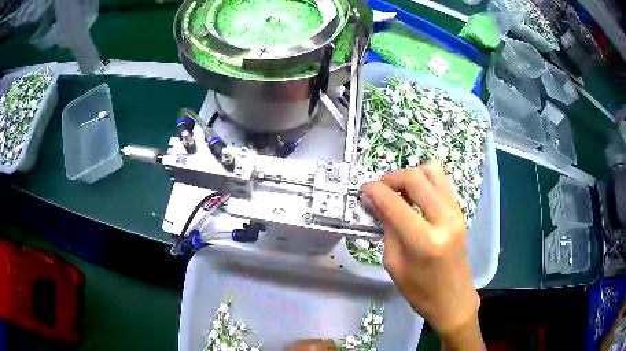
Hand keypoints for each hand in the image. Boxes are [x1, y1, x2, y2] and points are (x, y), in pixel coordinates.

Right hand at [361, 163, 482, 347]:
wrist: (454, 299)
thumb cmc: (420, 291)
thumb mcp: (395, 264)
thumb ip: (388, 229)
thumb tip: (376, 201)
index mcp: (425, 241)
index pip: (395, 204)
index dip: (376, 191)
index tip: (364, 189)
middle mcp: (444, 219)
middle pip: (416, 178)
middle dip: (392, 178)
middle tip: (379, 189)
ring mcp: (456, 213)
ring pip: (432, 172)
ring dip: (411, 175)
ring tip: (398, 191)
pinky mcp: (460, 212)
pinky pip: (441, 182)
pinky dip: (424, 181)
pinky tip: (414, 197)